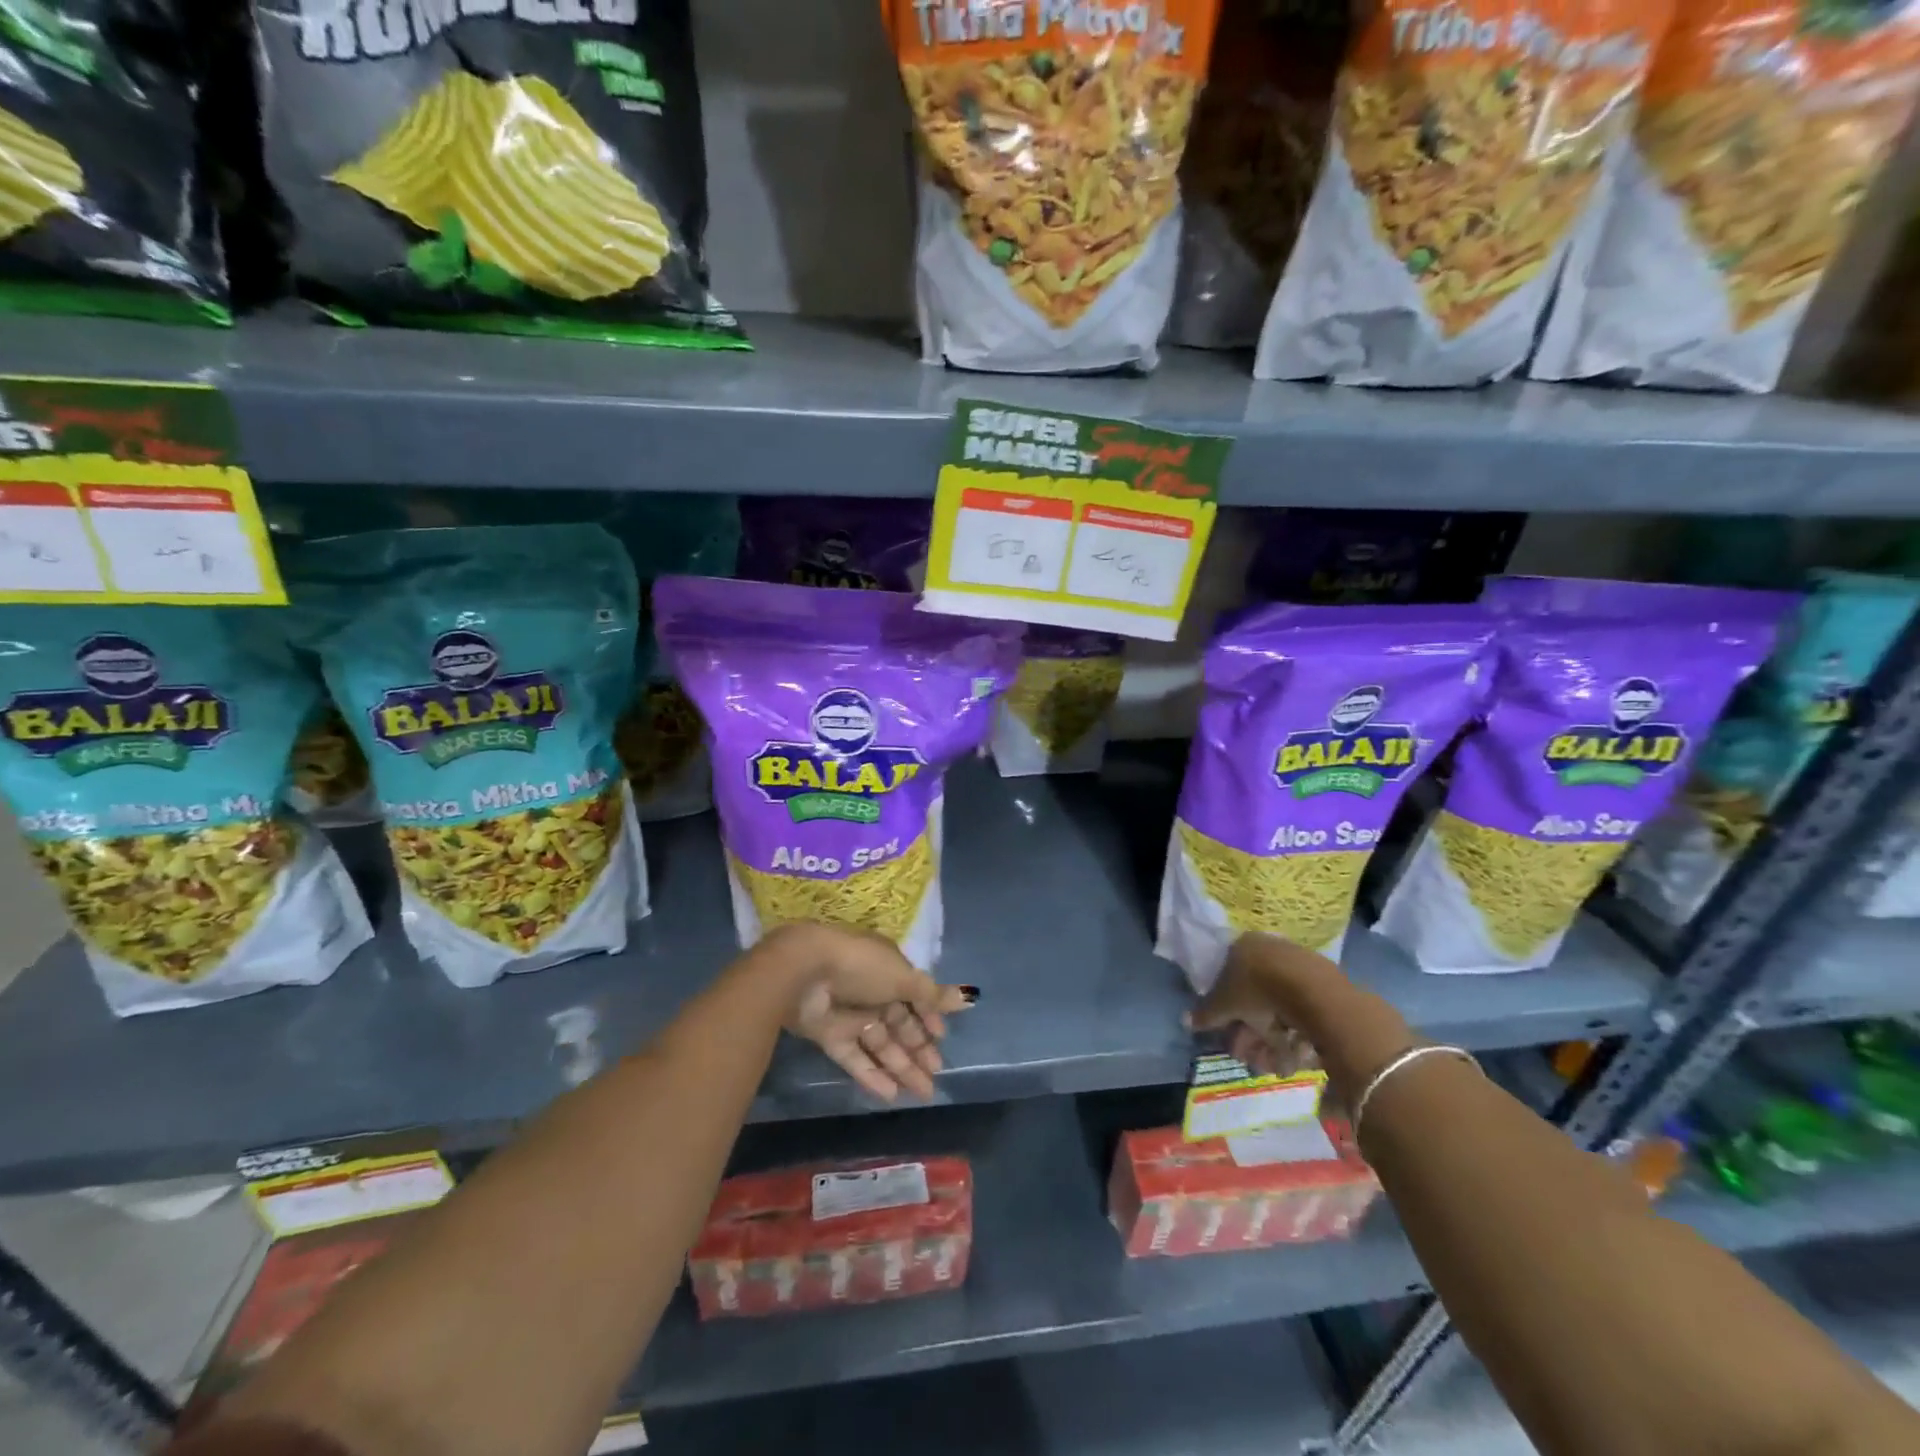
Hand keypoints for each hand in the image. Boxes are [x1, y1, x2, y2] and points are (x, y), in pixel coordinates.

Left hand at [766, 924, 974, 1102]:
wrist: (803, 972)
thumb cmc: (860, 966)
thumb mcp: (902, 977)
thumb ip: (931, 994)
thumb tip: (966, 998)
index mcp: (888, 971)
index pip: (914, 996)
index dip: (929, 1018)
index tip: (942, 1039)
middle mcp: (871, 992)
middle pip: (900, 1024)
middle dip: (919, 1049)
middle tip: (937, 1076)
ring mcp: (849, 1015)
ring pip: (880, 1044)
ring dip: (901, 1067)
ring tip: (923, 1093)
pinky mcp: (829, 1036)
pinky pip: (855, 1057)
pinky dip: (872, 1075)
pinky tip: (892, 1095)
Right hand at [1187, 933, 1325, 1077]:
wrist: (1311, 989)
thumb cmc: (1256, 988)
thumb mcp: (1224, 1003)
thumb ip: (1206, 1013)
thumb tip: (1185, 1020)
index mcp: (1242, 946)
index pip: (1228, 977)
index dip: (1227, 1010)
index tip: (1229, 1034)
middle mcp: (1269, 951)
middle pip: (1254, 998)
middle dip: (1250, 1034)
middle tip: (1250, 1059)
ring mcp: (1297, 966)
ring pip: (1278, 1009)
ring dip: (1272, 1042)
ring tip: (1275, 1067)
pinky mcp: (1323, 984)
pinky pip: (1301, 1013)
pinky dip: (1295, 1037)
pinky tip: (1295, 1058)